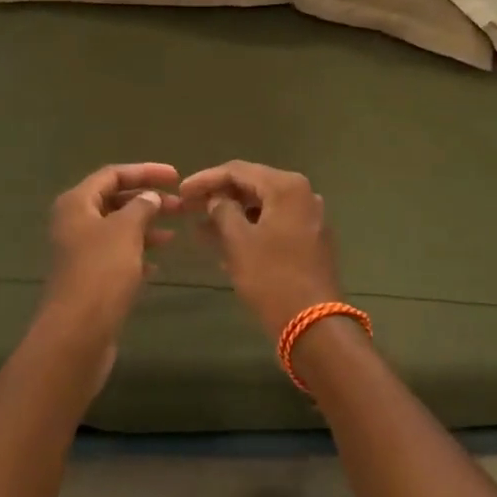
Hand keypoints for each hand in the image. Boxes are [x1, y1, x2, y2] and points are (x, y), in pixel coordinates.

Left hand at [39, 163, 180, 379]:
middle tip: (181, 205)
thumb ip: (141, 206)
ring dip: (146, 226)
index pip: (113, 174)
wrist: (77, 335)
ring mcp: (81, 252)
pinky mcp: (89, 278)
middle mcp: (75, 222)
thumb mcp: (126, 230)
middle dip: (149, 200)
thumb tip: (150, 197)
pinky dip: (138, 252)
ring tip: (174, 233)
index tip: (176, 176)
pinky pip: (117, 254)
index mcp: (77, 203)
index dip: (145, 171)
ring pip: (118, 228)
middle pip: (115, 200)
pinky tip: (158, 262)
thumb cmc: (101, 272)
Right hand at [180, 162, 341, 338]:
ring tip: (201, 228)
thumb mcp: (238, 242)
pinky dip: (250, 229)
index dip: (206, 179)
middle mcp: (303, 195)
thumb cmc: (272, 278)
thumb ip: (222, 211)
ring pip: (263, 207)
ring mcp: (310, 218)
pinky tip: (226, 244)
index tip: (181, 191)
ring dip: (233, 215)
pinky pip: (274, 224)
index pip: (238, 170)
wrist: (314, 326)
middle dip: (219, 196)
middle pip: (252, 185)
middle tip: (189, 207)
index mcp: (287, 187)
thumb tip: (216, 199)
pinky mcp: (310, 240)